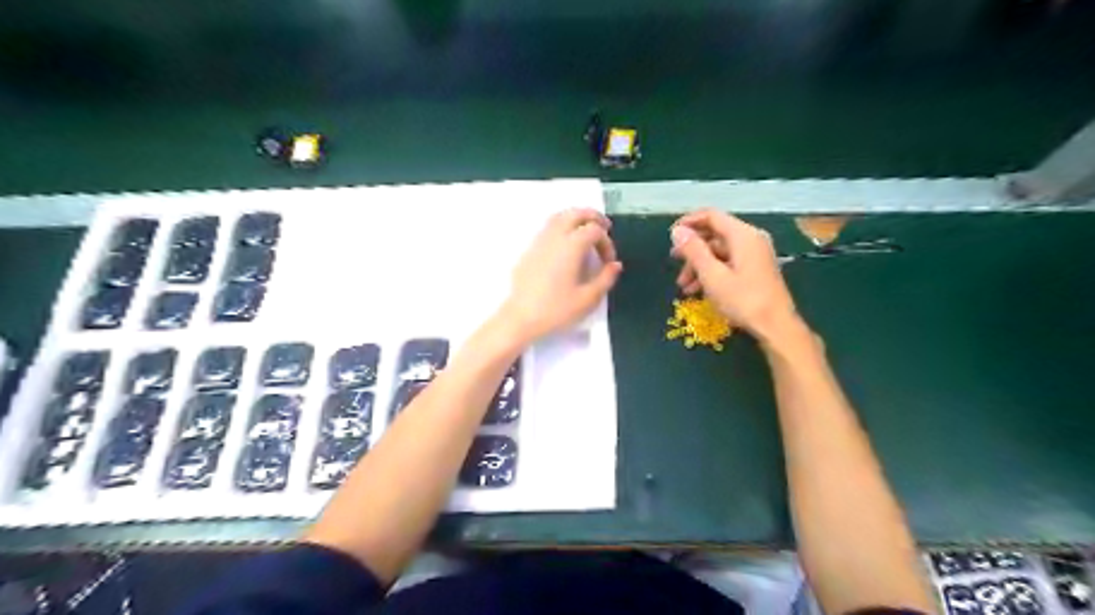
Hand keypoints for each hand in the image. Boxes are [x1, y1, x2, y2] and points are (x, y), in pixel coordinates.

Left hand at [499, 207, 619, 341]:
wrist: (520, 317)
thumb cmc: (556, 309)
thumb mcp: (588, 299)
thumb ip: (605, 279)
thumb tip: (615, 265)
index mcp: (571, 246)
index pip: (595, 231)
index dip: (607, 242)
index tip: (609, 262)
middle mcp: (555, 237)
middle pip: (576, 213)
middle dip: (593, 217)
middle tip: (605, 228)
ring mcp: (539, 241)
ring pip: (559, 217)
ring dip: (576, 219)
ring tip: (586, 232)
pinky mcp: (530, 249)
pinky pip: (548, 228)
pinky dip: (562, 226)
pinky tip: (566, 244)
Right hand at [669, 209, 800, 345]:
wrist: (776, 326)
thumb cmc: (743, 300)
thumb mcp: (712, 275)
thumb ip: (694, 250)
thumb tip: (677, 230)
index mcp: (742, 235)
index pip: (711, 216)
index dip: (689, 222)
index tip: (670, 236)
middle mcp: (750, 239)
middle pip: (714, 235)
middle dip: (692, 250)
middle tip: (674, 263)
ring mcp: (755, 255)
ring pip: (719, 252)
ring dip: (699, 266)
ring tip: (684, 287)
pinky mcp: (756, 269)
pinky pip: (728, 263)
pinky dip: (712, 272)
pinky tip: (699, 291)